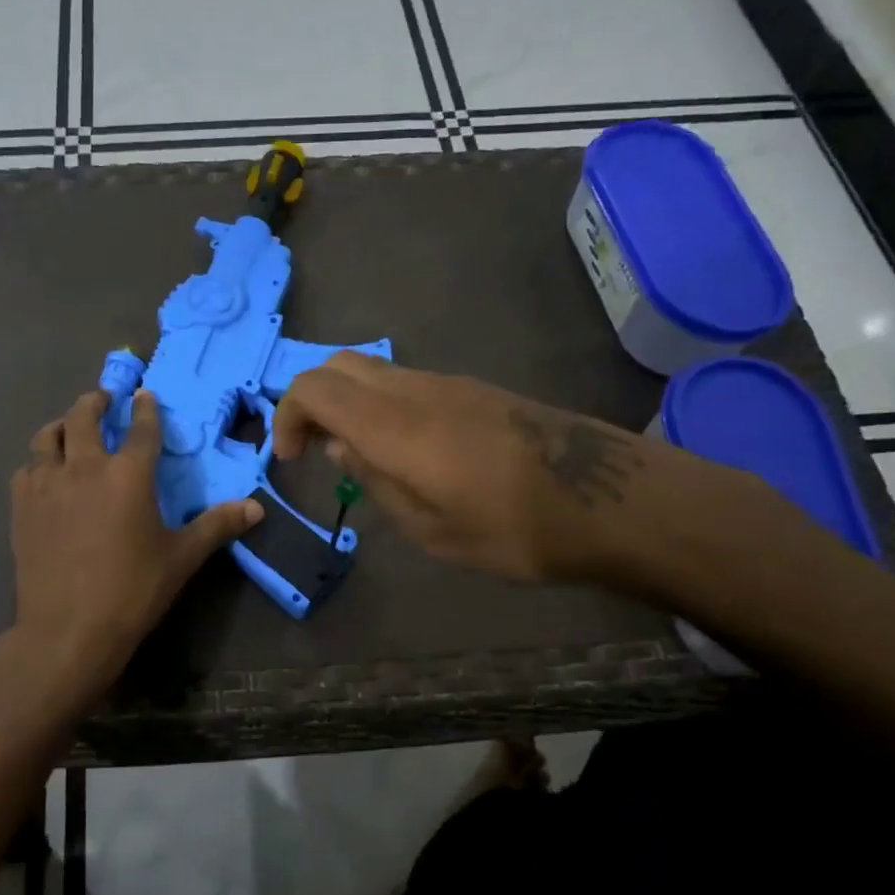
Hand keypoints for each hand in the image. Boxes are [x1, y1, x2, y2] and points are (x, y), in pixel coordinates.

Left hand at [9, 389, 262, 711]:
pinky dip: (38, 461)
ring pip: (47, 436)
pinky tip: (45, 473)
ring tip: (69, 428)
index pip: (140, 428)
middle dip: (96, 401)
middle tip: (104, 400)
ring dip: (62, 425)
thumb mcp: (181, 558)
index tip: (145, 395)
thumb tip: (257, 508)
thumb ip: (217, 526)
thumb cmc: (132, 590)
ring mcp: (47, 484)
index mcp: (128, 474)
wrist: (69, 629)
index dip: (145, 408)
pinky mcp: (21, 506)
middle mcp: (84, 467)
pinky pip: (27, 468)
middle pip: (84, 416)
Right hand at [273, 352, 698, 583]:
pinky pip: (405, 381)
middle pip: (338, 365)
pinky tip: (402, 449)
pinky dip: (379, 403)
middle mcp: (413, 390)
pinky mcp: (472, 389)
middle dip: (310, 401)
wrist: (607, 500)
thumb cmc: (513, 529)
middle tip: (313, 450)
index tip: (291, 460)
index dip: (287, 416)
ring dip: (347, 402)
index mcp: (393, 425)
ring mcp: (447, 383)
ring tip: (355, 455)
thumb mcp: (430, 528)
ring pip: (372, 370)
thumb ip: (374, 480)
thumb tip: (340, 447)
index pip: (314, 388)